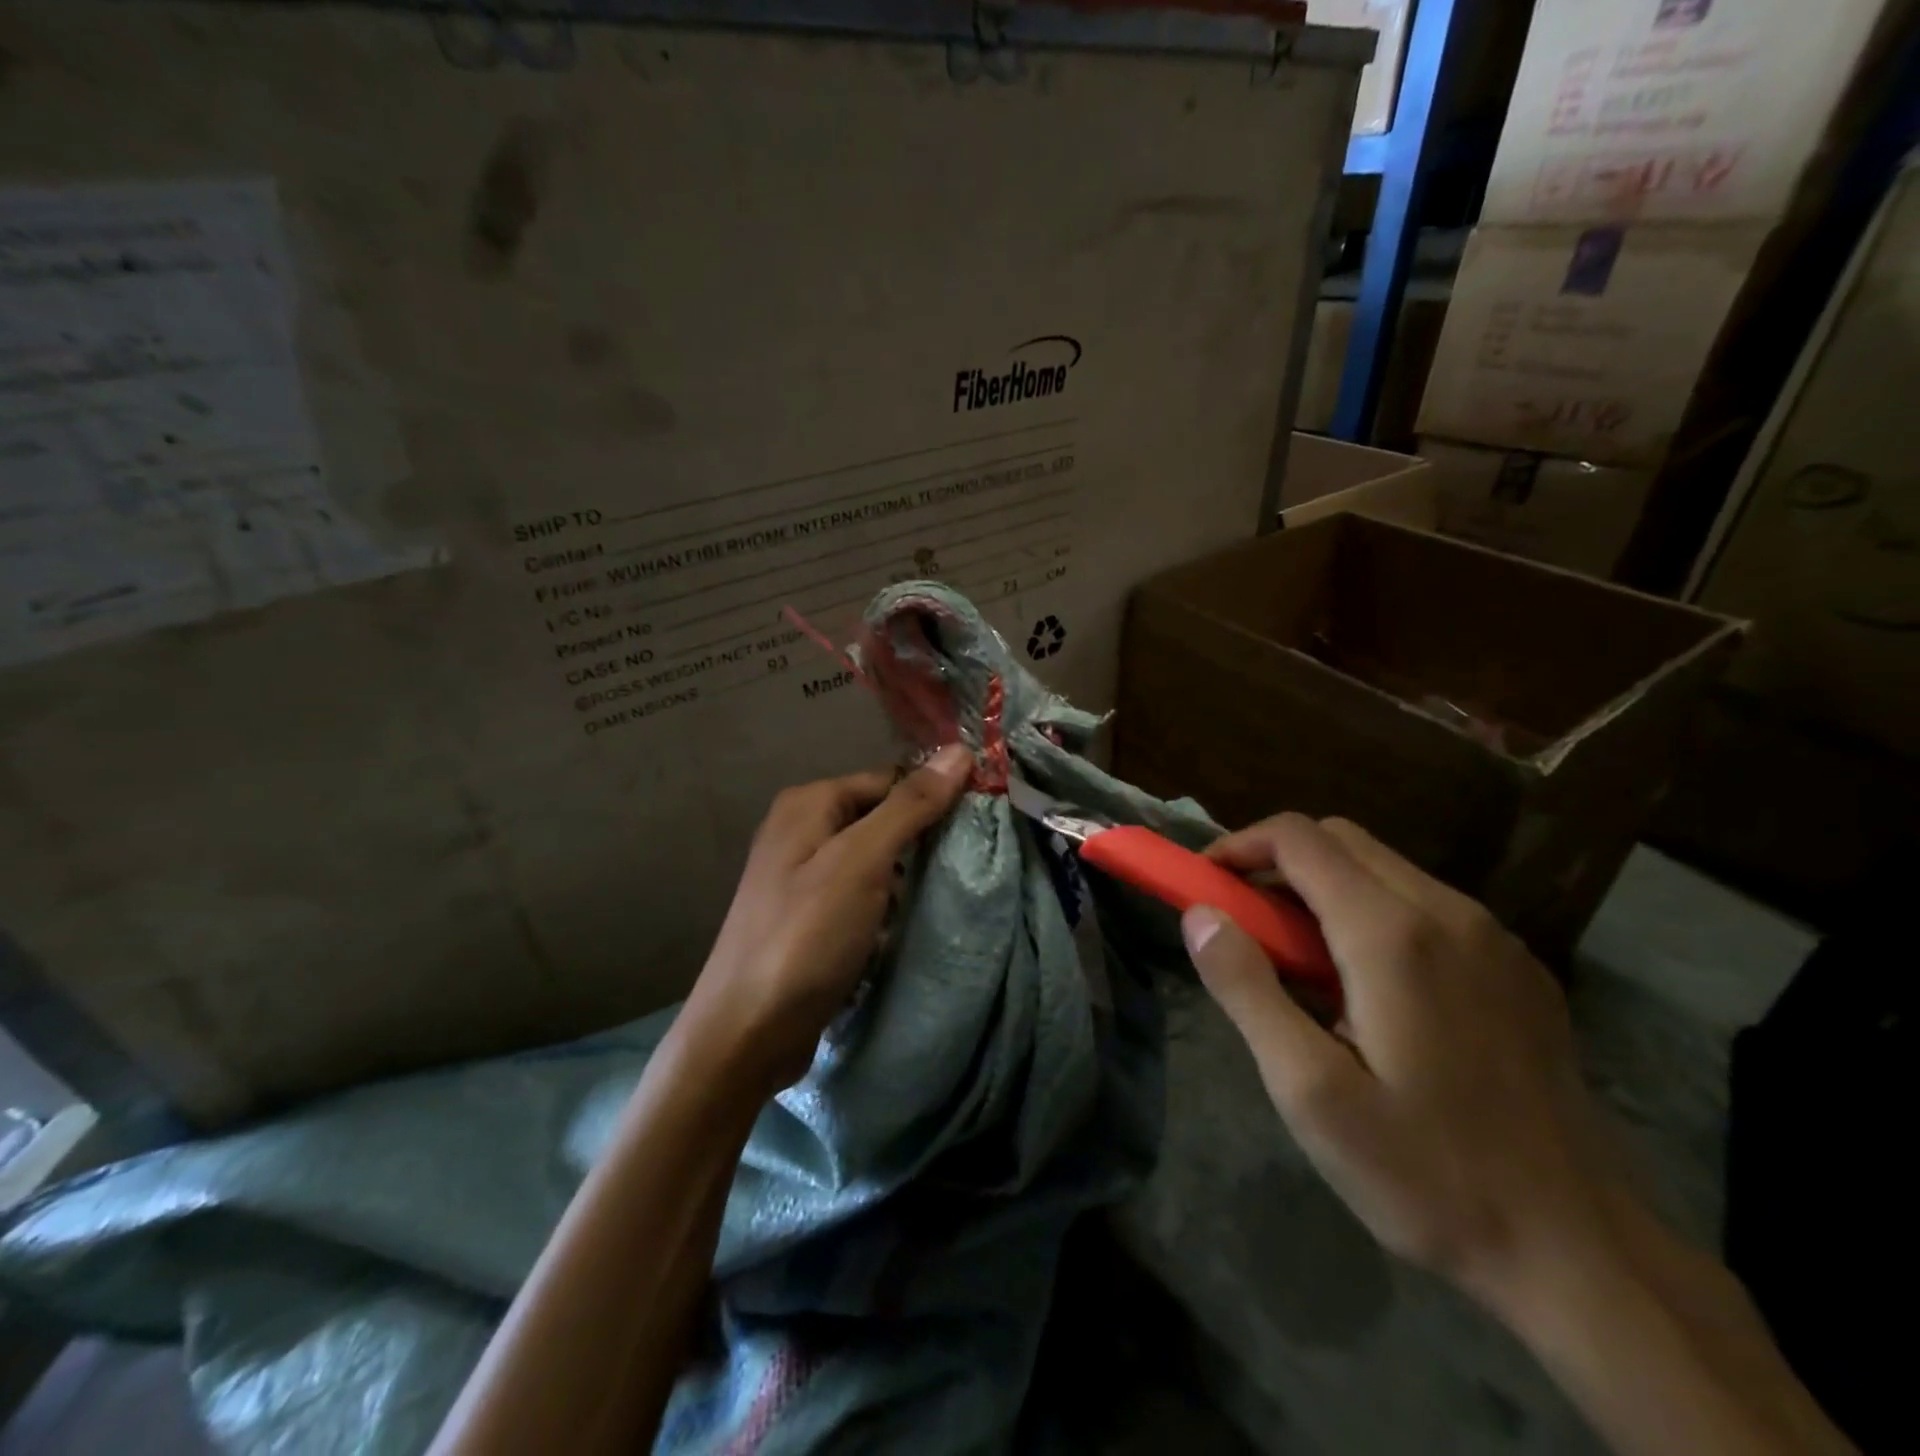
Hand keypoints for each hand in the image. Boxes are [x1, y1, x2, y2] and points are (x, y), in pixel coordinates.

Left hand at [685, 745, 972, 1092]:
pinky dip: (885, 904)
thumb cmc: (806, 935)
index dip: (934, 797)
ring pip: (874, 858)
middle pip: (881, 817)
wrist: (747, 1032)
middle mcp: (801, 829)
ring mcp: (801, 875)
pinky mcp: (808, 915)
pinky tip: (903, 924)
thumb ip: (910, 805)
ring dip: (905, 877)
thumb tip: (959, 751)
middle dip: (920, 840)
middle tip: (962, 864)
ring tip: (939, 896)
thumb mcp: (862, 861)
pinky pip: (860, 893)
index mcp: (809, 803)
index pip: (890, 779)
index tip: (978, 824)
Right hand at [1180, 813, 1620, 1315]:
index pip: (1298, 838)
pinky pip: (1426, 904)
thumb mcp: (1310, 1091)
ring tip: (1298, 962)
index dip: (1239, 845)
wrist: (1582, 1254)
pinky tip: (1368, 986)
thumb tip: (1199, 915)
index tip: (1204, 885)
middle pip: (1341, 840)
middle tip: (1243, 923)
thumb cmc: (1428, 1174)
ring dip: (1324, 888)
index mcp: (1392, 934)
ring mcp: (1494, 938)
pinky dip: (1372, 912)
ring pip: (1385, 868)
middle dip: (1277, 864)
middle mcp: (1449, 913)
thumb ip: (1246, 989)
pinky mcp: (1518, 969)